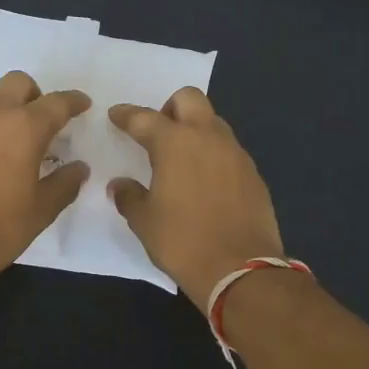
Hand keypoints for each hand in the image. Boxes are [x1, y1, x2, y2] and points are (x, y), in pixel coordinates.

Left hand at [0, 71, 89, 282]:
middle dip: (35, 95)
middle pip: (18, 83)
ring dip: (6, 112)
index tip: (82, 105)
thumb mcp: (42, 209)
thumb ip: (65, 183)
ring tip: (11, 146)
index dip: (73, 101)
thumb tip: (79, 168)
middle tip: (42, 123)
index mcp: (24, 127)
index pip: (57, 102)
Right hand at [107, 88, 283, 310]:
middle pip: (189, 99)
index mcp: (175, 143)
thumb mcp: (144, 222)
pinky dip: (213, 156)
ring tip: (182, 160)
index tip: (115, 115)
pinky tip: (205, 183)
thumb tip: (120, 185)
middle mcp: (207, 138)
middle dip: (169, 108)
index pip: (144, 118)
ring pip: (213, 123)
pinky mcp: (253, 174)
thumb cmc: (183, 241)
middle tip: (158, 134)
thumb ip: (129, 196)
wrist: (240, 269)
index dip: (126, 115)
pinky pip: (228, 151)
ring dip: (195, 131)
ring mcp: (235, 154)